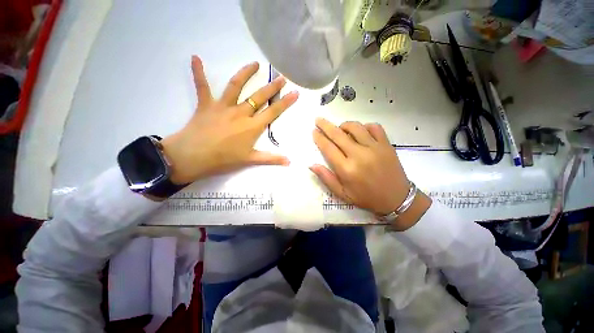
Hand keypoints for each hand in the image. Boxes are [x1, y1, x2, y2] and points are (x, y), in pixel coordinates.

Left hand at [161, 56, 298, 183]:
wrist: (193, 157)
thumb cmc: (224, 160)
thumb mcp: (250, 160)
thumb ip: (271, 159)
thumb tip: (289, 162)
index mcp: (252, 126)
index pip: (272, 112)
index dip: (285, 102)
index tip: (295, 93)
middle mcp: (240, 113)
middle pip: (259, 97)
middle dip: (272, 87)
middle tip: (281, 77)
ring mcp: (222, 106)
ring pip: (235, 86)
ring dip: (246, 73)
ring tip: (255, 64)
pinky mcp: (206, 105)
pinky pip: (202, 86)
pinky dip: (198, 72)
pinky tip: (195, 58)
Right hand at [310, 118, 430, 230]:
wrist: (396, 199)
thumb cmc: (366, 197)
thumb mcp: (342, 194)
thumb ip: (326, 178)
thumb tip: (311, 165)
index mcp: (346, 169)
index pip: (328, 148)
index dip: (319, 138)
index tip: (314, 131)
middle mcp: (359, 155)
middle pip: (338, 134)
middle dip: (325, 126)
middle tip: (318, 120)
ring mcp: (374, 147)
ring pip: (355, 127)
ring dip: (344, 125)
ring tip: (340, 128)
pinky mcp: (386, 144)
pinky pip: (374, 127)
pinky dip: (365, 126)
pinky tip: (361, 131)